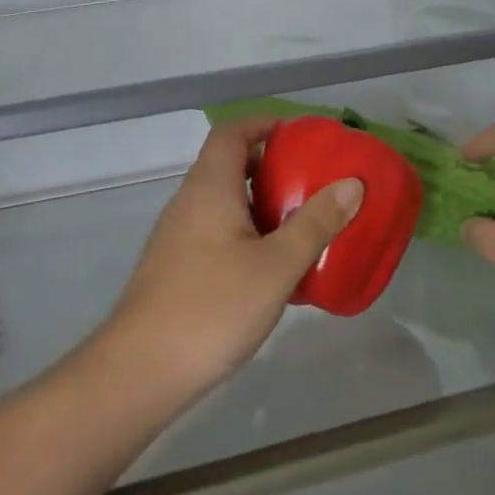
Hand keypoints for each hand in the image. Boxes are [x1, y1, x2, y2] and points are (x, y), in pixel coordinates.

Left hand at [99, 119, 363, 407]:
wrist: (141, 370)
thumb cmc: (213, 307)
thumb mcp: (276, 266)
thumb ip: (316, 223)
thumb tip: (352, 183)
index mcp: (210, 187)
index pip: (232, 132)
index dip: (264, 124)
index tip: (301, 136)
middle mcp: (189, 202)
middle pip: (229, 164)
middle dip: (271, 165)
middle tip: (313, 181)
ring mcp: (178, 235)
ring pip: (224, 201)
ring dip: (261, 202)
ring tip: (302, 221)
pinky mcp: (177, 266)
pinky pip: (217, 230)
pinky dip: (247, 231)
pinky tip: (272, 265)